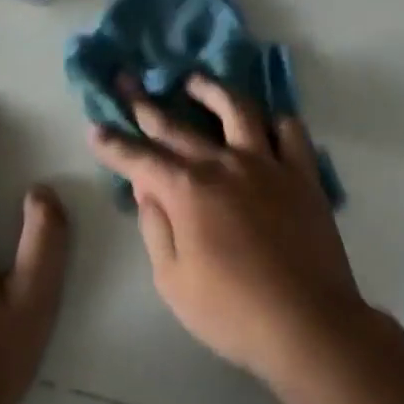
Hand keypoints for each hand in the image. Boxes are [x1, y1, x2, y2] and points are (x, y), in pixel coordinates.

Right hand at [88, 76, 367, 385]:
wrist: (306, 322)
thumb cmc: (231, 311)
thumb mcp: (172, 280)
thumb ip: (156, 227)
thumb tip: (147, 187)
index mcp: (188, 191)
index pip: (141, 159)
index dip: (115, 144)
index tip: (96, 128)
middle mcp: (225, 164)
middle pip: (179, 126)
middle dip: (146, 105)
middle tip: (129, 81)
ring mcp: (268, 164)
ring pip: (238, 110)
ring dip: (212, 90)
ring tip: (195, 81)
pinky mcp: (302, 174)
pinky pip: (290, 132)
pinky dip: (275, 121)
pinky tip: (264, 122)